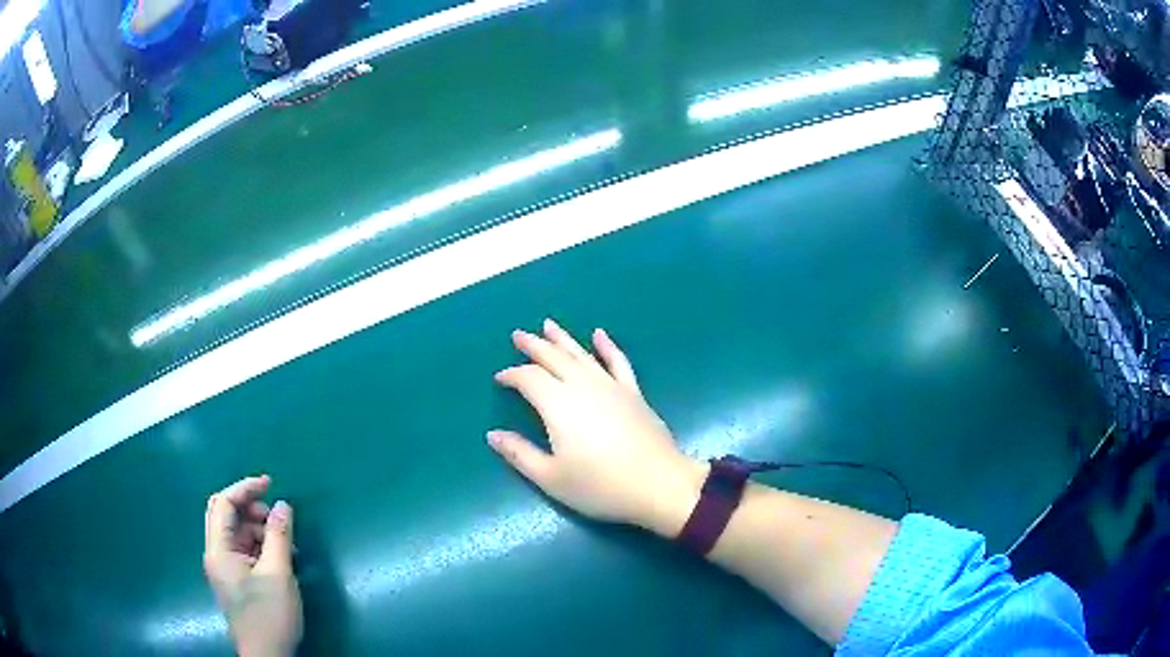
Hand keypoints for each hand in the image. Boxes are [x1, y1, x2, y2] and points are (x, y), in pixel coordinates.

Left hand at [204, 475, 301, 656]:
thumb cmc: (270, 615)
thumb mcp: (279, 574)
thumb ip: (278, 536)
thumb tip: (283, 504)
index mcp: (218, 550)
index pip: (223, 503)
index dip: (244, 488)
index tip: (270, 482)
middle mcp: (215, 555)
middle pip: (225, 515)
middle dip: (250, 508)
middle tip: (277, 515)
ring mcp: (224, 569)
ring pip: (236, 533)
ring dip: (258, 529)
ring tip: (285, 543)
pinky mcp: (235, 580)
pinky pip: (243, 550)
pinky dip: (259, 546)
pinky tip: (279, 558)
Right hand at [489, 319, 706, 536]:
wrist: (658, 485)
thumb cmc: (600, 486)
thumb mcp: (551, 477)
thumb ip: (520, 454)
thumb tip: (493, 435)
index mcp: (558, 404)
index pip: (528, 379)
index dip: (511, 375)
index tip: (500, 378)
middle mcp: (582, 386)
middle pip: (553, 358)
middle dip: (533, 346)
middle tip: (518, 335)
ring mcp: (611, 386)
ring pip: (581, 354)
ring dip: (563, 338)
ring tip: (548, 325)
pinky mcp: (633, 393)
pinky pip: (618, 361)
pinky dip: (607, 346)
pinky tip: (600, 334)